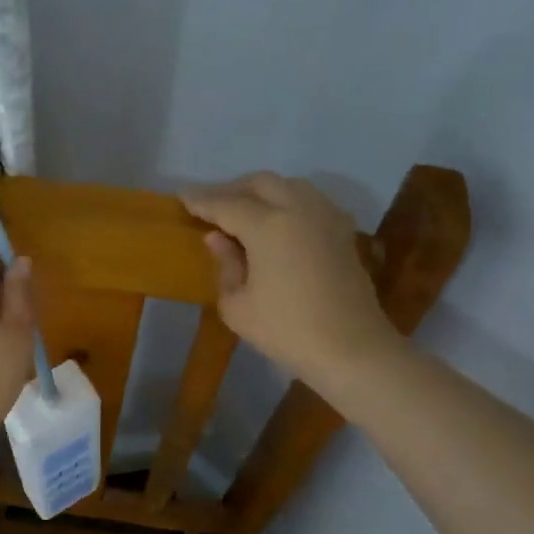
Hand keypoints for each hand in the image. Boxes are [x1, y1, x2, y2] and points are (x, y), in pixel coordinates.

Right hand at [182, 174, 394, 391]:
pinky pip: (310, 201)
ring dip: (263, 192)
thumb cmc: (286, 331)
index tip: (181, 197)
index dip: (201, 200)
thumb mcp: (238, 306)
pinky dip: (288, 203)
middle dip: (233, 189)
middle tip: (212, 206)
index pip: (226, 204)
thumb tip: (218, 238)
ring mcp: (326, 217)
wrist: (351, 349)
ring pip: (290, 186)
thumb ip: (225, 265)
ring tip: (244, 212)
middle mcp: (299, 209)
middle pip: (261, 183)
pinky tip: (278, 223)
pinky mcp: (343, 231)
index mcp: (268, 225)